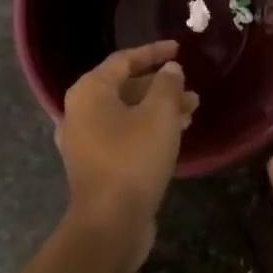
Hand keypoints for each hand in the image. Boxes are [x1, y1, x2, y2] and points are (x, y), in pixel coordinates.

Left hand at [57, 41, 199, 261]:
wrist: (110, 223)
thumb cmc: (133, 159)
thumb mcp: (158, 115)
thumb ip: (167, 85)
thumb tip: (170, 69)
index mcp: (89, 91)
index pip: (124, 60)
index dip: (153, 52)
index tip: (179, 49)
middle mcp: (80, 112)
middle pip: (124, 87)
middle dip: (160, 86)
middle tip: (191, 90)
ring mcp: (85, 140)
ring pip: (127, 114)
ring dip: (159, 109)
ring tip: (191, 112)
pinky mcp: (96, 164)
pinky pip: (124, 135)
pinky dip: (148, 129)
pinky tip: (175, 135)